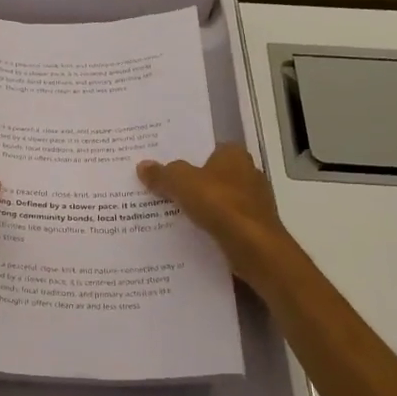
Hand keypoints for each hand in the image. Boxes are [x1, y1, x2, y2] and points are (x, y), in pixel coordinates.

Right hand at [137, 144, 302, 292]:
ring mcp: (254, 201)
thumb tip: (142, 166)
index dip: (186, 156)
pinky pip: (224, 221)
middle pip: (211, 175)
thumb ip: (162, 174)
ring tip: (169, 213)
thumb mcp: (181, 183)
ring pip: (218, 199)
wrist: (253, 247)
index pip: (207, 148)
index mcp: (234, 155)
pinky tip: (190, 233)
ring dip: (200, 206)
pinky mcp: (254, 226)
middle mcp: (248, 173)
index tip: (165, 167)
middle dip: (191, 183)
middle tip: (161, 189)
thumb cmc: (219, 203)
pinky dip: (210, 225)